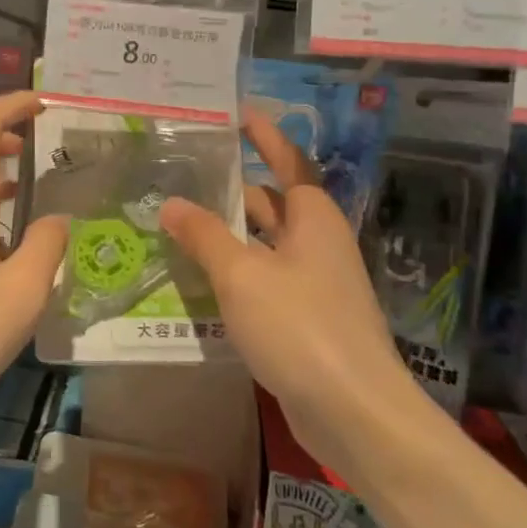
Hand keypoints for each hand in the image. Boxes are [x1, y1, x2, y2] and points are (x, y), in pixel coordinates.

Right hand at [159, 111, 408, 414]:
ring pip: (265, 246)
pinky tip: (201, 280)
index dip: (265, 137)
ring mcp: (315, 285)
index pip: (289, 162)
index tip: (238, 114)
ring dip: (229, 235)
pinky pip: (264, 282)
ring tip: (180, 224)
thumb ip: (204, 236)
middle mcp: (318, 245)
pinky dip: (235, 274)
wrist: (354, 413)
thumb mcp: (242, 275)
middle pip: (273, 204)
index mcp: (313, 220)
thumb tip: (172, 204)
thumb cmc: (300, 327)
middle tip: (185, 176)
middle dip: (233, 189)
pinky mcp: (306, 321)